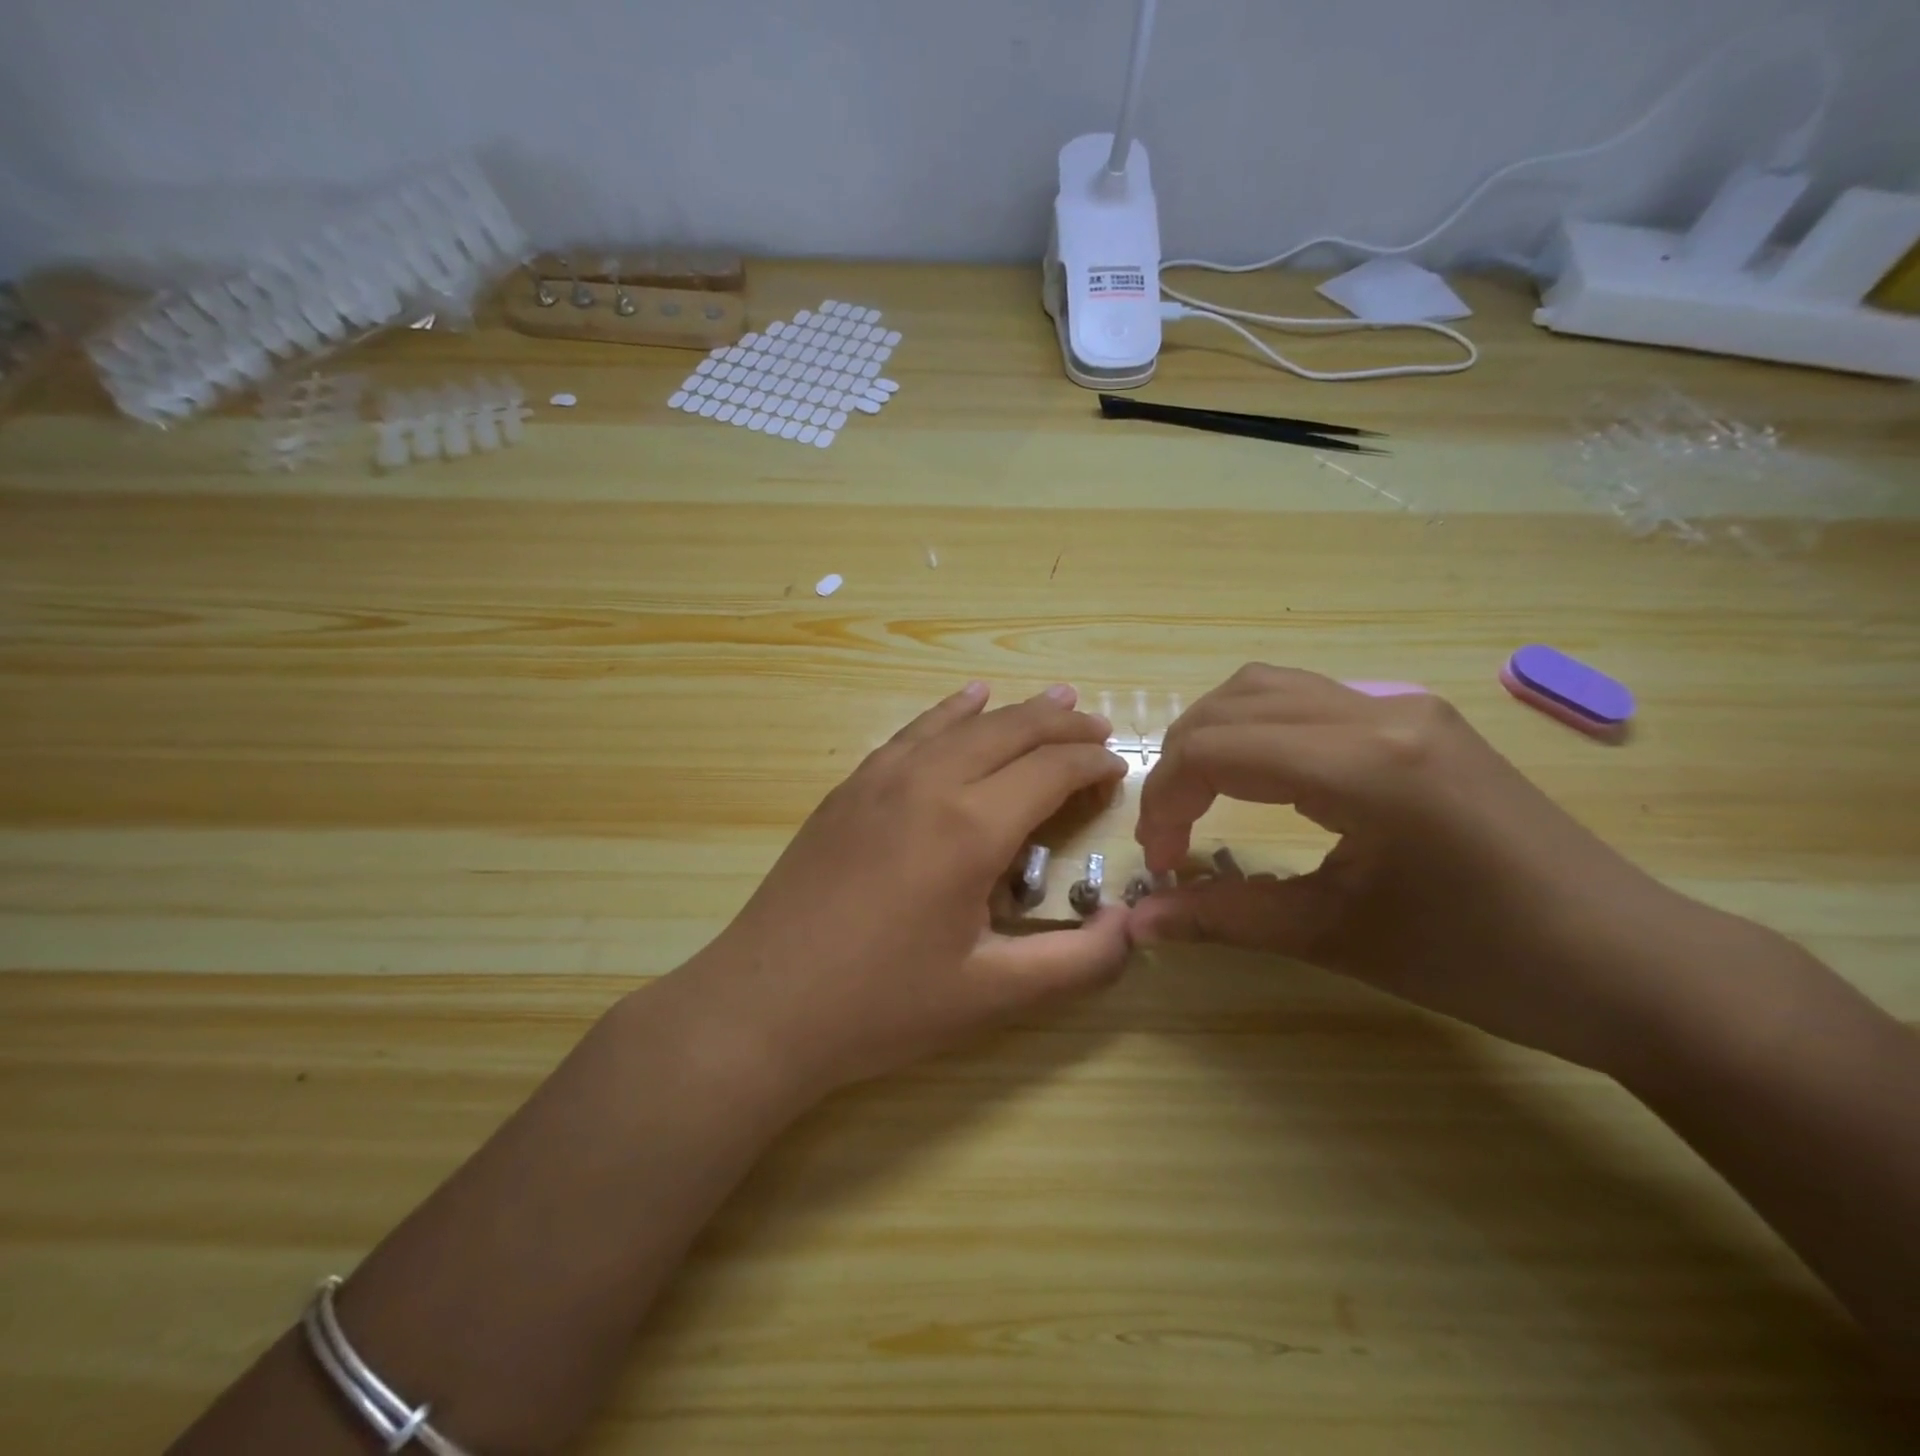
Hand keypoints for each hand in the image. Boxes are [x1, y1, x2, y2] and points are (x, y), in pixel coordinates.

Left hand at [683, 682, 1132, 1100]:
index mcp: (969, 827)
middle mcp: (928, 783)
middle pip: (1011, 731)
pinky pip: (913, 732)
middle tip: (1100, 729)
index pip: (1051, 770)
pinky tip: (965, 701)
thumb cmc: (881, 1005)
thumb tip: (1133, 928)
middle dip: (1063, 724)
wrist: (763, 1005)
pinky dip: (950, 711)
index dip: (1092, 764)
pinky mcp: (849, 788)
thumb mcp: (990, 996)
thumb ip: (1076, 963)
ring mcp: (880, 778)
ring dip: (1014, 710)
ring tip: (1055, 697)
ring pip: (962, 722)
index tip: (1119, 769)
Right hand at [1130, 664, 1712, 1071]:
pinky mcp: (1418, 719)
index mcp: (1366, 764)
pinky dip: (1258, 731)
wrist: (1633, 966)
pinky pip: (1308, 700)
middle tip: (1172, 833)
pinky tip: (1260, 781)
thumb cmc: (1485, 963)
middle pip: (1231, 703)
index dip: (1166, 803)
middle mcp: (1381, 711)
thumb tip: (1139, 921)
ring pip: (1267, 688)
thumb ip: (1225, 918)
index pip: (1217, 749)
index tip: (1161, 864)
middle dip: (1179, 764)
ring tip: (1202, 800)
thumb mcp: (1338, 938)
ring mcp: (1405, 706)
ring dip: (1215, 737)